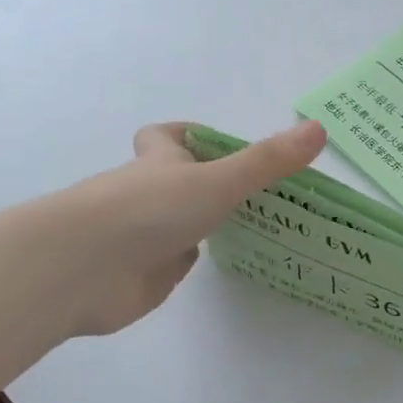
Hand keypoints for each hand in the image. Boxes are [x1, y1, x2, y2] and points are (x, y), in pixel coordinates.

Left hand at [56, 119, 325, 336]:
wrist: (82, 270)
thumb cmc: (148, 210)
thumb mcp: (217, 180)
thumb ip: (268, 162)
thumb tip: (321, 129)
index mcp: (161, 162)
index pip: (168, 136)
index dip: (191, 135)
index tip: (224, 145)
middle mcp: (151, 193)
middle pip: (179, 180)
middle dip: (212, 182)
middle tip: (267, 191)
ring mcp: (146, 234)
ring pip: (182, 222)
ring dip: (209, 223)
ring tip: (264, 226)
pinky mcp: (145, 273)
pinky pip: (176, 261)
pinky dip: (198, 261)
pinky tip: (232, 263)